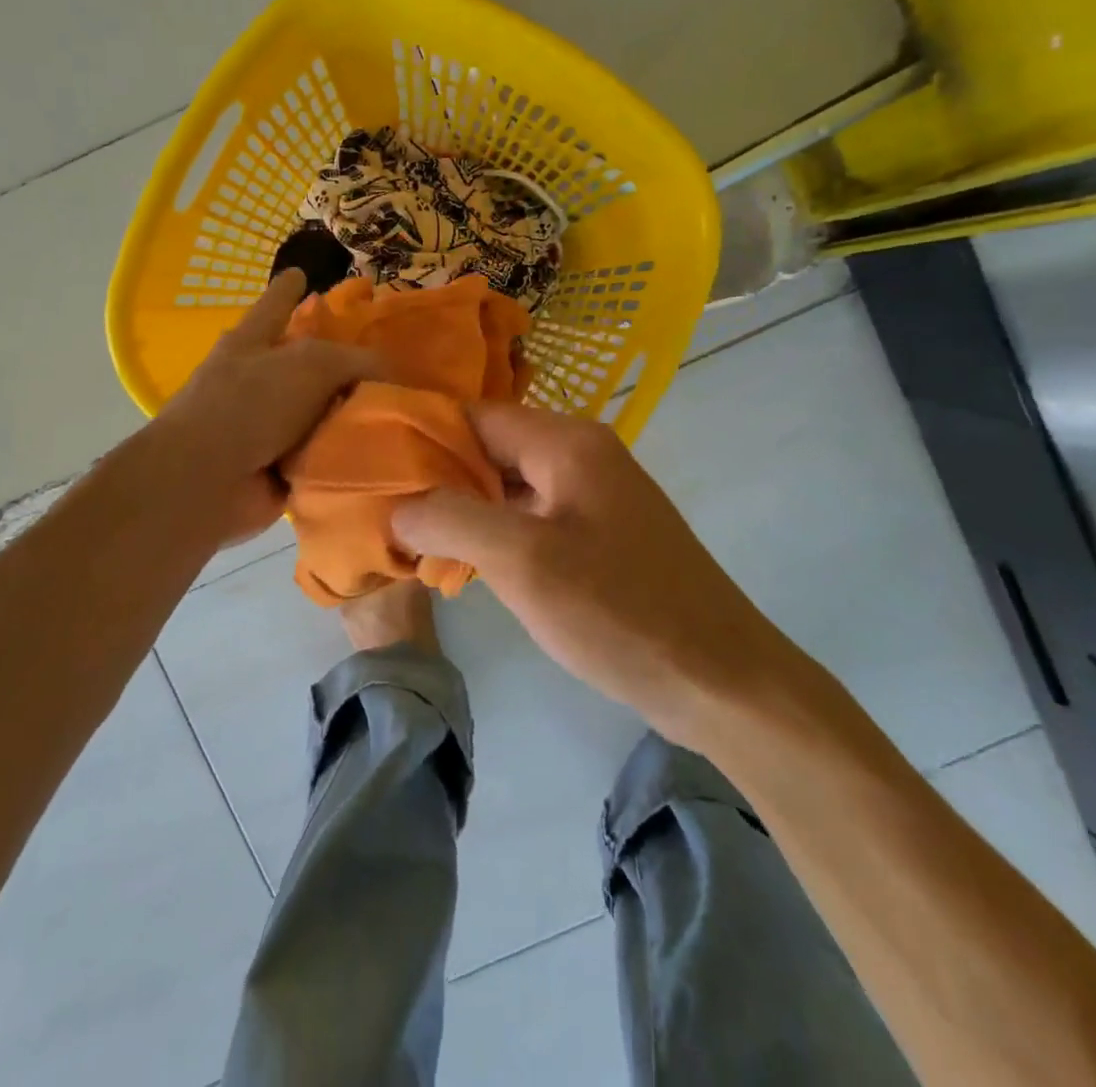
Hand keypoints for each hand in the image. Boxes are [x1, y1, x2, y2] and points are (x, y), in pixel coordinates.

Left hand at [152, 271, 379, 545]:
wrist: (206, 482)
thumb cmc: (251, 404)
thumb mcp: (312, 364)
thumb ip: (357, 361)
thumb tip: (394, 373)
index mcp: (253, 343)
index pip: (275, 304)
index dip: (288, 287)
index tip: (300, 272)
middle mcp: (258, 382)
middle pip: (306, 364)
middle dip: (340, 363)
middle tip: (389, 364)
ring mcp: (267, 427)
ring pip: (321, 413)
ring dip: (352, 416)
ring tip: (404, 412)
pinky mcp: (280, 469)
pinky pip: (325, 456)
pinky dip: (348, 457)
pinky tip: (388, 454)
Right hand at [392, 402, 779, 738]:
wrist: (721, 680)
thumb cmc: (619, 611)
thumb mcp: (523, 561)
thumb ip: (452, 520)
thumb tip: (399, 507)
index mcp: (567, 442)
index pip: (476, 415)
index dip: (424, 436)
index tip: (374, 466)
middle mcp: (582, 455)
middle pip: (493, 448)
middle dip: (440, 476)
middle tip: (385, 509)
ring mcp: (595, 496)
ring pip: (512, 486)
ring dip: (466, 508)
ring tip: (411, 537)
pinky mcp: (602, 535)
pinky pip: (535, 517)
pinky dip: (498, 532)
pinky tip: (465, 562)